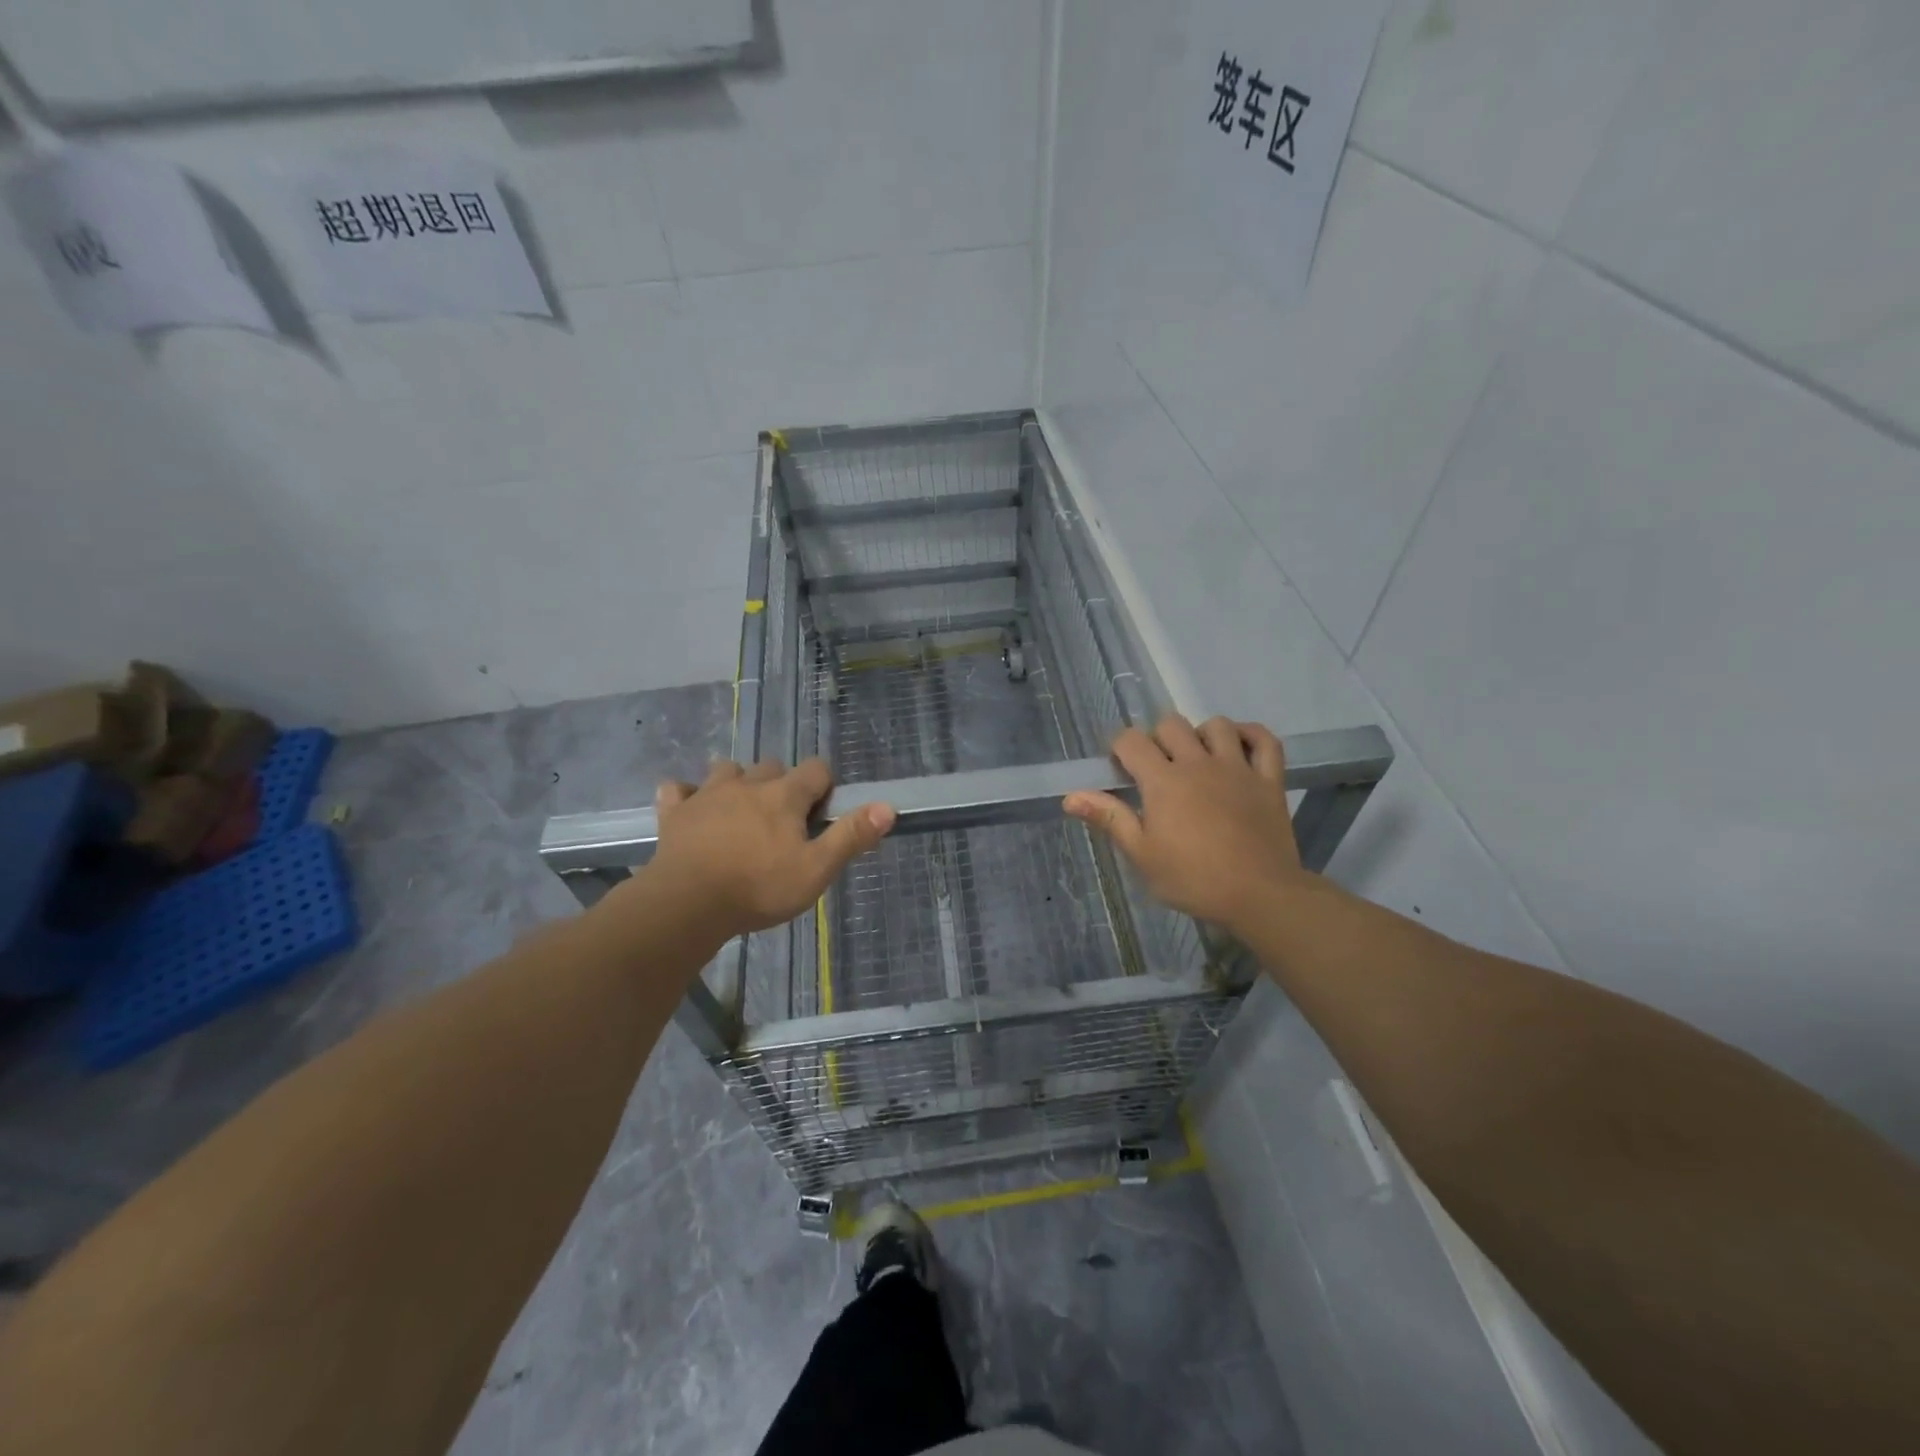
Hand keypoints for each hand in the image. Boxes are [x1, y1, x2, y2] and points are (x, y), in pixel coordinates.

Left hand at [646, 759, 894, 934]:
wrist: (687, 904)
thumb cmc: (759, 888)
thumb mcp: (816, 870)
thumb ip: (851, 836)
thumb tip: (888, 807)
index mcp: (784, 795)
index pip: (816, 770)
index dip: (824, 787)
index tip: (821, 814)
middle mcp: (748, 784)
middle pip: (772, 766)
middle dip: (782, 784)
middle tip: (784, 821)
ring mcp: (707, 795)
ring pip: (727, 770)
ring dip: (737, 783)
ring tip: (741, 811)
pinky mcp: (675, 812)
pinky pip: (677, 790)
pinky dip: (686, 795)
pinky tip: (690, 809)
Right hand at [1064, 715, 1305, 931]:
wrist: (1260, 895)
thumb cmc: (1193, 879)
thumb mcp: (1142, 855)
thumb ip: (1109, 818)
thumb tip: (1070, 797)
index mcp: (1163, 781)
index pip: (1131, 741)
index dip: (1120, 748)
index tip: (1120, 769)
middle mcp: (1198, 763)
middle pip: (1171, 724)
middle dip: (1157, 739)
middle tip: (1157, 769)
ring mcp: (1237, 768)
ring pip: (1216, 725)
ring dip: (1201, 734)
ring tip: (1197, 759)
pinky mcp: (1269, 779)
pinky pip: (1264, 741)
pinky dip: (1251, 735)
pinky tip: (1239, 746)